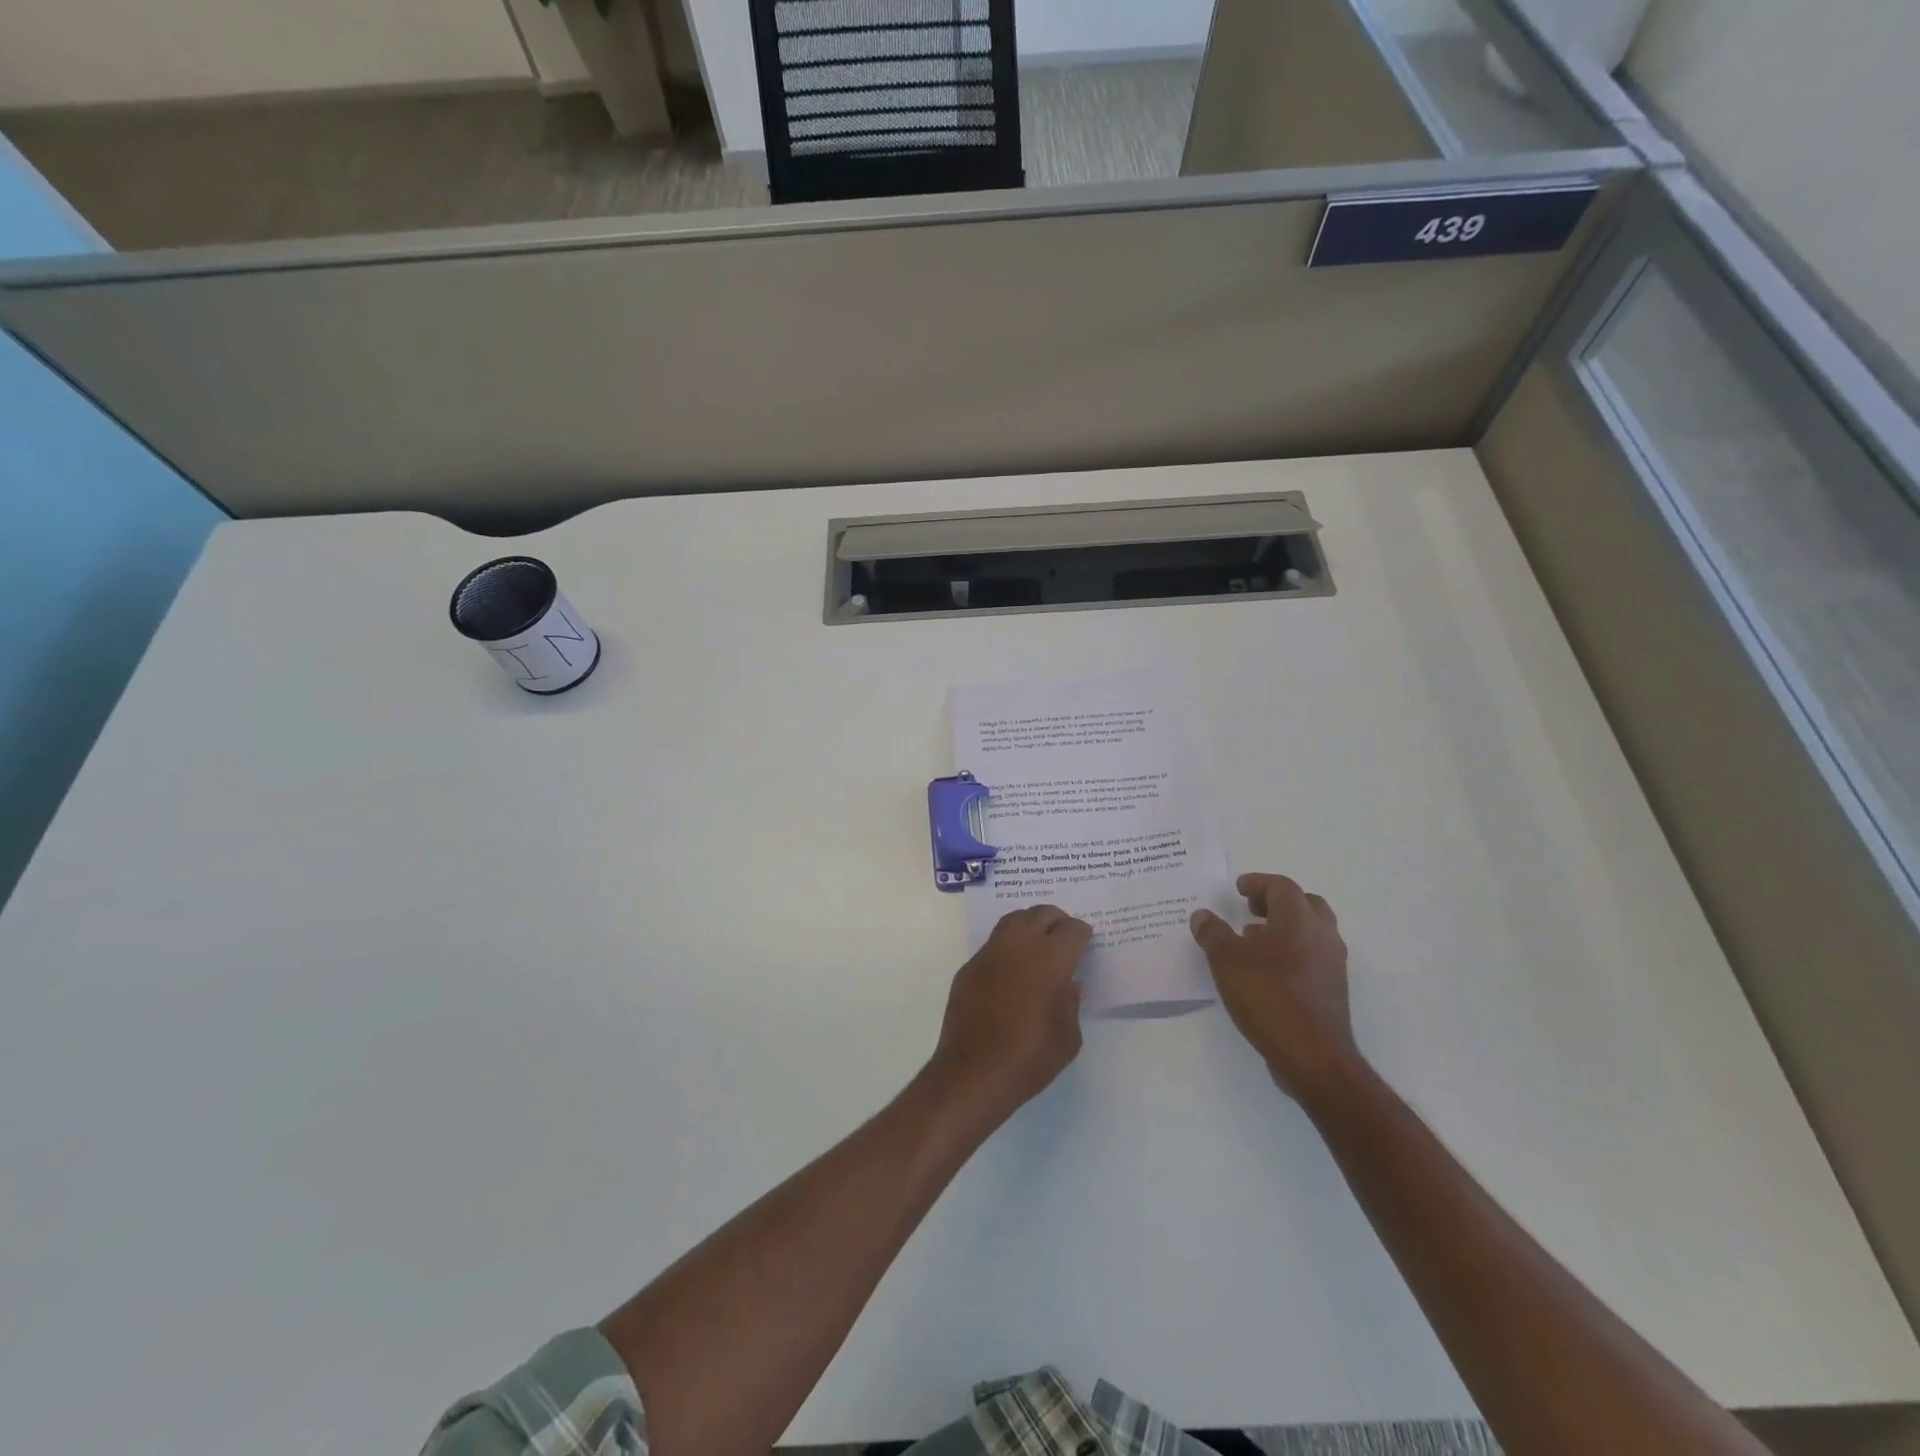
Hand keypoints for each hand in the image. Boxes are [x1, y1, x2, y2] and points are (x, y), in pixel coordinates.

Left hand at [929, 905, 1090, 1125]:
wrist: (974, 1072)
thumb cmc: (1030, 1057)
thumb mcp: (1068, 1037)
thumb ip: (1072, 1004)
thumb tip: (1070, 986)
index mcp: (1051, 959)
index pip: (1073, 930)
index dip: (1082, 934)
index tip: (1085, 943)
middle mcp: (1019, 945)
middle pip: (1041, 914)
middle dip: (1057, 920)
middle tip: (1064, 935)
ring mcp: (990, 953)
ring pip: (1013, 920)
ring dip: (1029, 924)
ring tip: (1038, 941)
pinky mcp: (969, 967)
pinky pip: (993, 944)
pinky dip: (1007, 946)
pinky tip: (1011, 968)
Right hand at [1190, 874, 1359, 1101]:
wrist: (1313, 1056)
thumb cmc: (1268, 997)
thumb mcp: (1226, 961)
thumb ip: (1213, 933)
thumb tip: (1203, 915)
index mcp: (1298, 920)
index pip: (1281, 886)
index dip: (1258, 883)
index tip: (1238, 889)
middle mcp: (1322, 934)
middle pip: (1304, 903)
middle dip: (1276, 901)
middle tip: (1251, 908)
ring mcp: (1332, 963)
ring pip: (1311, 930)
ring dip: (1284, 926)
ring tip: (1253, 938)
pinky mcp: (1333, 988)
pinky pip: (1313, 954)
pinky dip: (1292, 949)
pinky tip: (1267, 969)